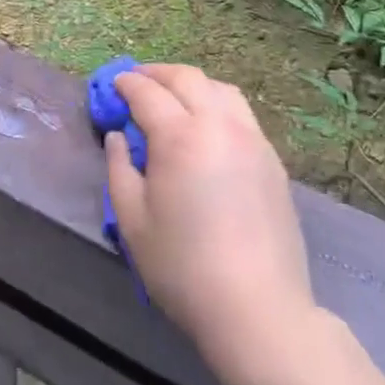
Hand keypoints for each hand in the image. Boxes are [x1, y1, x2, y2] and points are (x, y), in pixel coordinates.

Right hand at [108, 65, 316, 374]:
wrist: (258, 310)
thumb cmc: (184, 268)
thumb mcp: (133, 222)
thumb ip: (119, 169)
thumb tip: (118, 137)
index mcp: (180, 136)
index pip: (147, 92)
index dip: (126, 84)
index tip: (113, 86)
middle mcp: (218, 125)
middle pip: (186, 78)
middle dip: (157, 74)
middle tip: (138, 82)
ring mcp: (251, 139)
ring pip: (220, 89)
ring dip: (191, 84)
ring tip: (174, 98)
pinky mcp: (272, 159)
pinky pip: (241, 113)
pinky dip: (217, 104)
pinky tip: (207, 127)